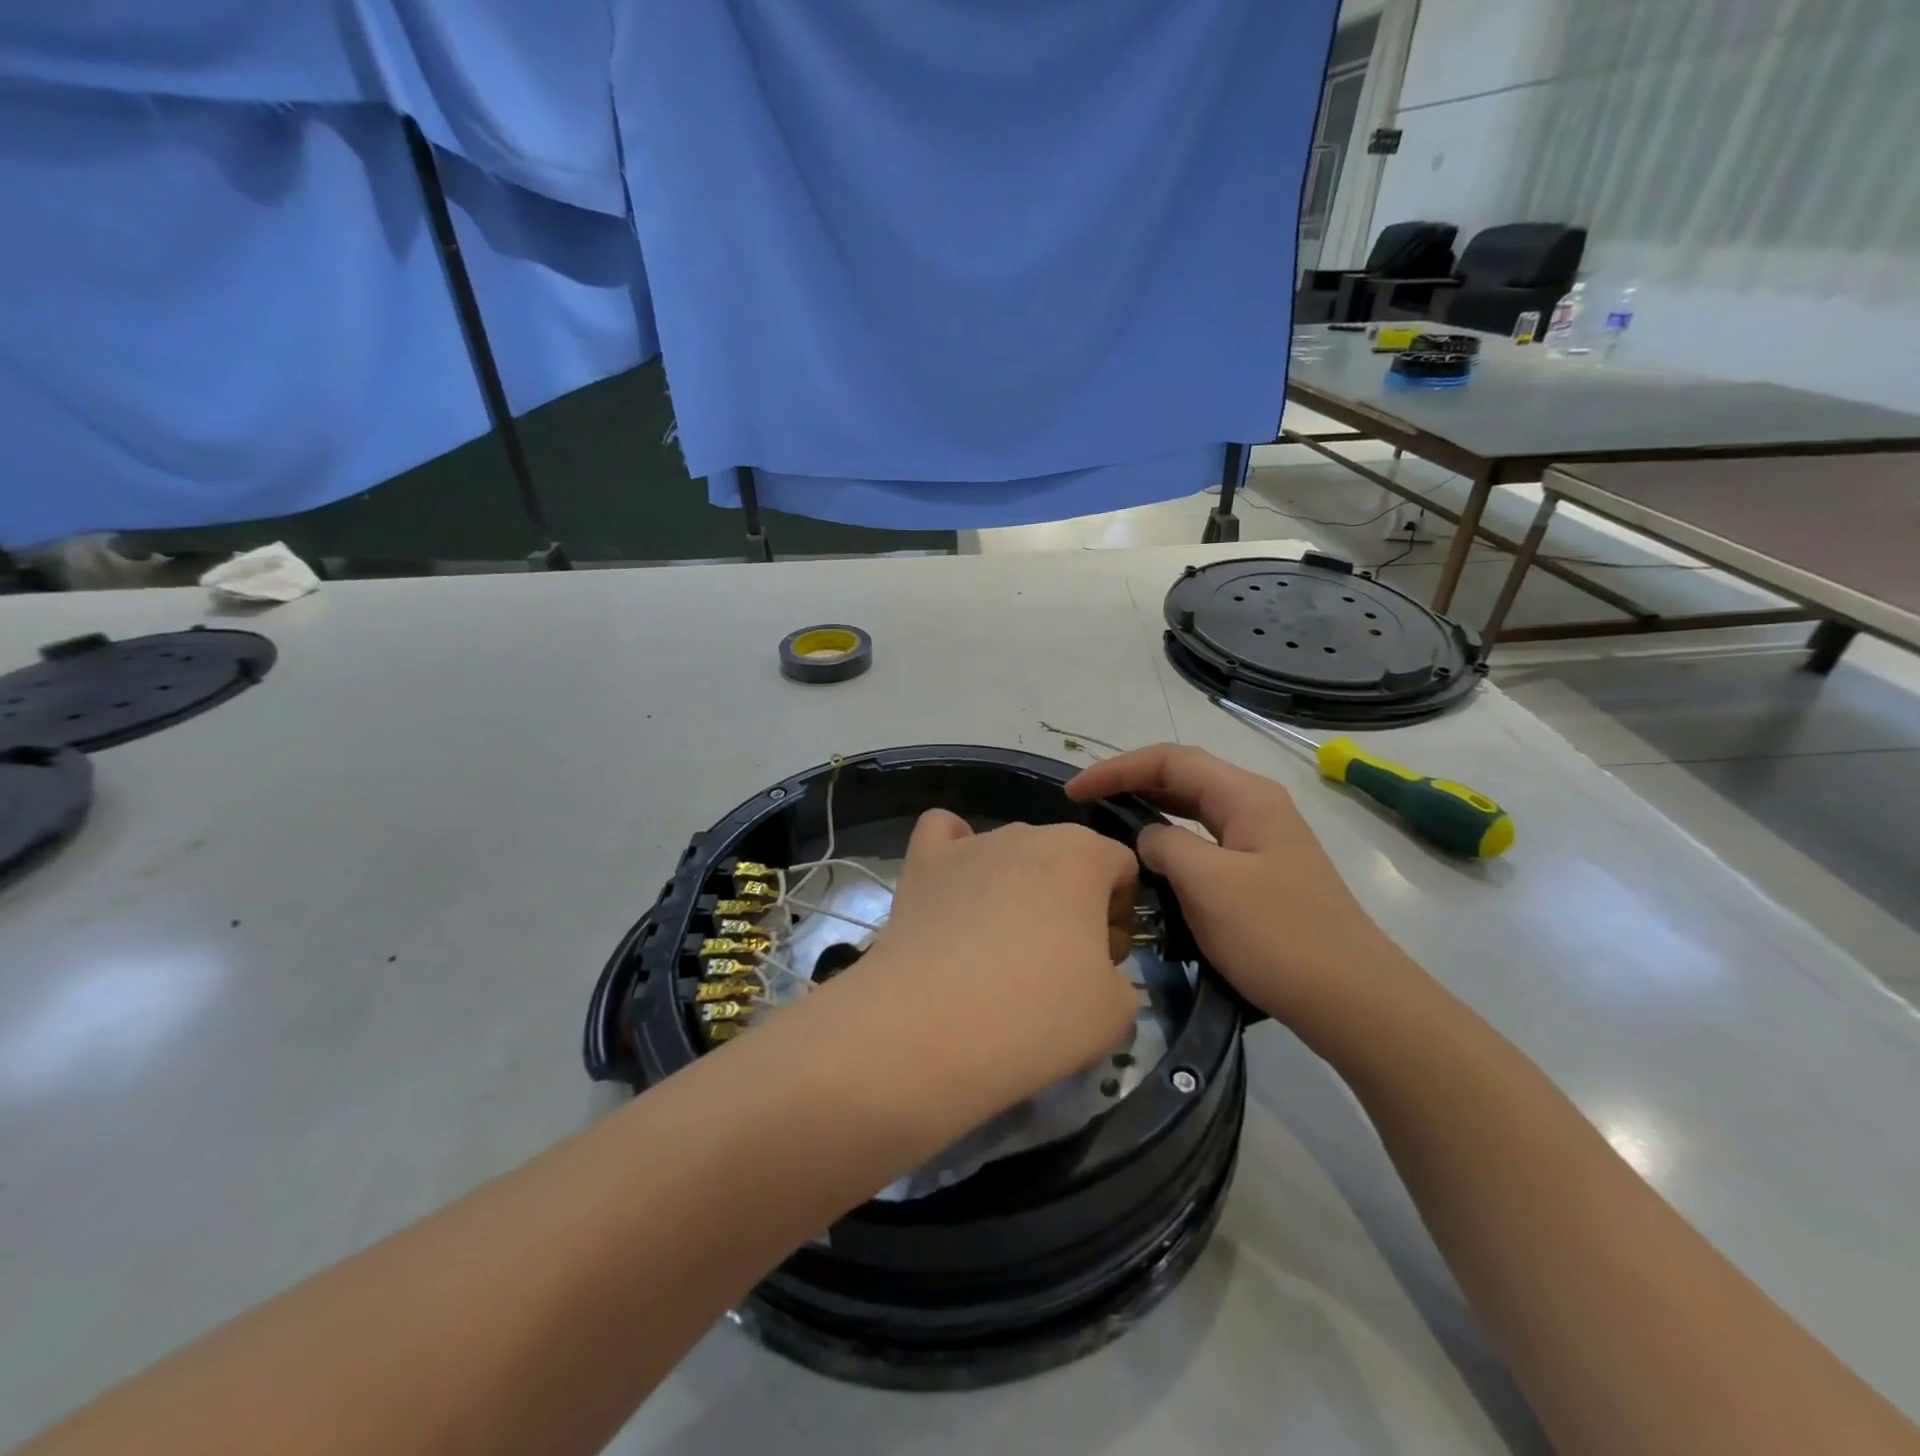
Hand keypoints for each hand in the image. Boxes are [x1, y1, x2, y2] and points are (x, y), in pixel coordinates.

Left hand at [801, 811, 1141, 1139]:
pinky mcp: (922, 863)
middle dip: (1071, 900)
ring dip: (1017, 887)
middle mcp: (1027, 833)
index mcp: (1084, 854)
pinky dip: (954, 852)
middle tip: (1056, 964)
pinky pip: (944, 834)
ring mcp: (970, 844)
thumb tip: (1092, 970)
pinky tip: (955, 887)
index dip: (1120, 913)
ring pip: (1010, 852)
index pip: (1121, 866)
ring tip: (997, 948)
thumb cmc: (1035, 1015)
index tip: (1104, 960)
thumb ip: (1121, 976)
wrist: (927, 1028)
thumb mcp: (1116, 1012)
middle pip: (1065, 857)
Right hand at [1066, 744, 1422, 1026]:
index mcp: (1245, 796)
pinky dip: (1170, 839)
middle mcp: (1255, 806)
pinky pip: (1204, 841)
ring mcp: (1261, 840)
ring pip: (1193, 809)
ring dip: (1149, 809)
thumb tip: (1149, 839)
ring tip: (1108, 822)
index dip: (1117, 769)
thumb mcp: (1208, 883)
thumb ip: (1165, 845)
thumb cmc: (1277, 935)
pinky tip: (1150, 860)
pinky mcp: (1261, 873)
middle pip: (1183, 777)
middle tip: (1085, 803)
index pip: (1170, 760)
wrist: (1352, 999)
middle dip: (1131, 782)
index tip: (1075, 791)